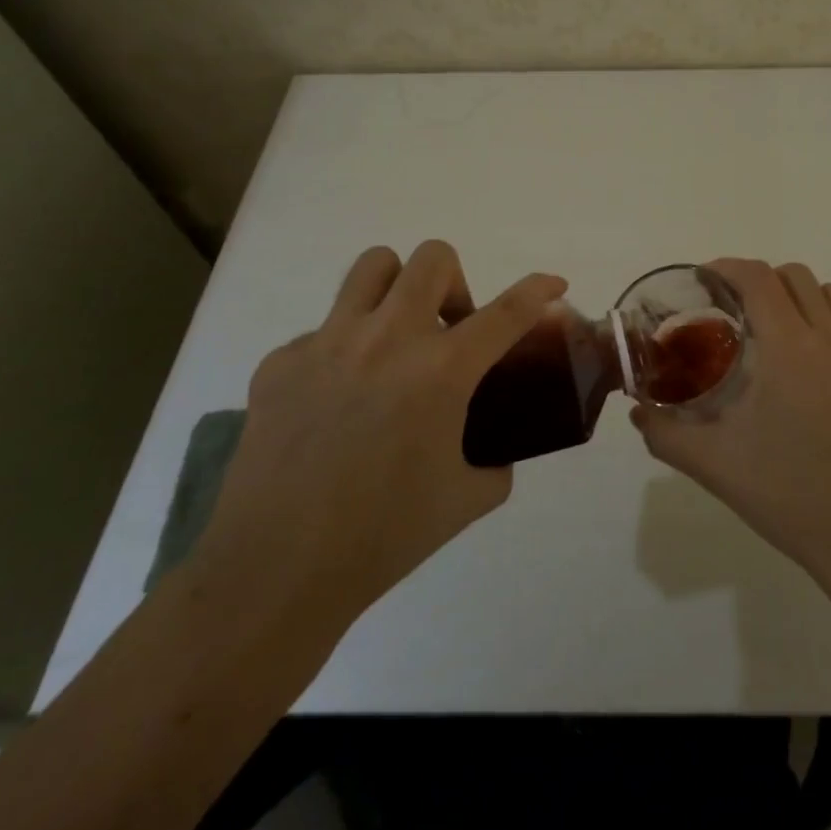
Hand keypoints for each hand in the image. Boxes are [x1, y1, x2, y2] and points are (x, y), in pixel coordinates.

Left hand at [193, 241, 565, 651]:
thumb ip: (495, 463)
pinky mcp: (281, 361)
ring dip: (397, 290)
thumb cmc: (383, 537)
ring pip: (373, 266)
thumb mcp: (466, 499)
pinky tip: (334, 401)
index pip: (507, 311)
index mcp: (441, 371)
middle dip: (455, 282)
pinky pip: (322, 331)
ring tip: (394, 336)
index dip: (539, 290)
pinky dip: (342, 351)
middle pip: (432, 258)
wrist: (276, 571)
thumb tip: (496, 451)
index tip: (554, 284)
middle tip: (449, 329)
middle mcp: (388, 339)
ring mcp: (328, 343)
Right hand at [631, 258, 830, 584]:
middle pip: (795, 276)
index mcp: (786, 347)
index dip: (727, 267)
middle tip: (733, 308)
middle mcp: (826, 338)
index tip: (704, 281)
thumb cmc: (784, 490)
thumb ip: (665, 432)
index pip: (757, 278)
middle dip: (759, 279)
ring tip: (775, 322)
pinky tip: (816, 345)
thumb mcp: (711, 463)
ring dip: (799, 293)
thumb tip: (638, 411)